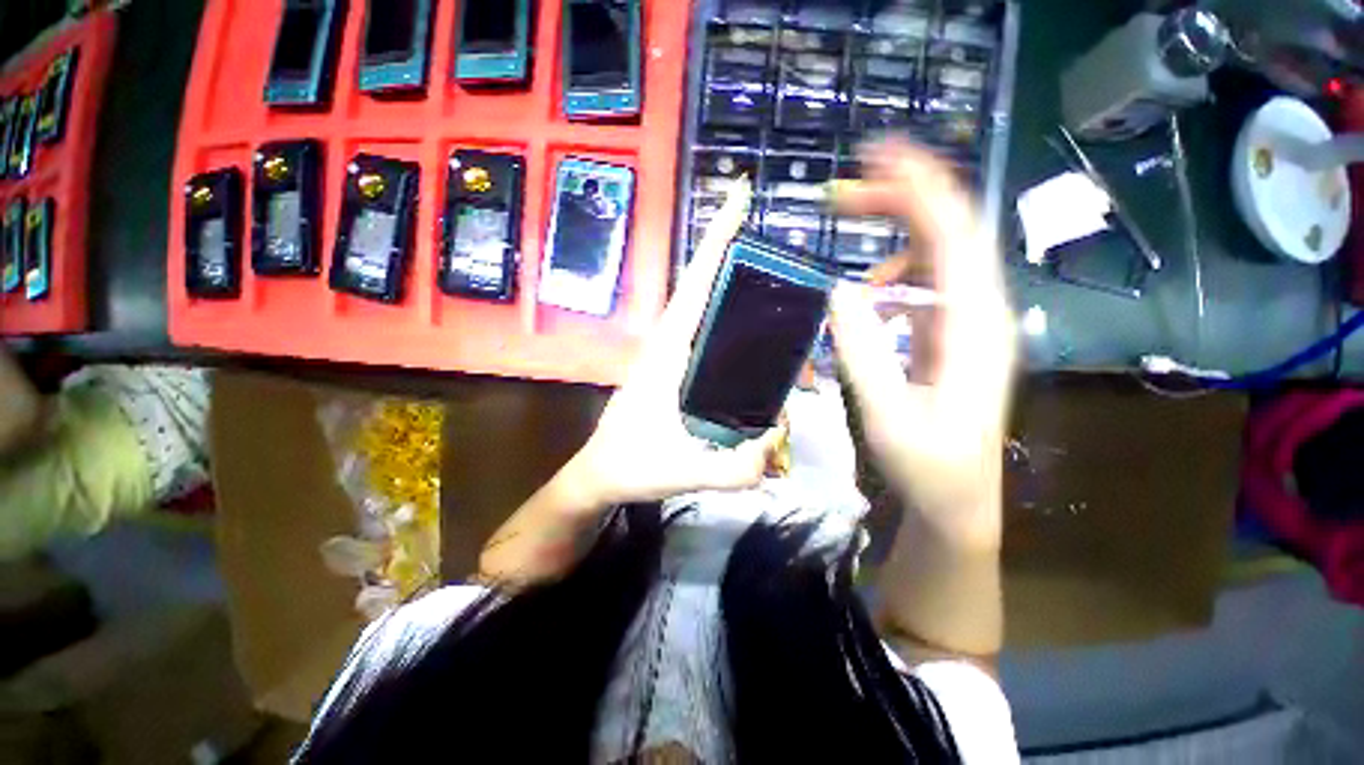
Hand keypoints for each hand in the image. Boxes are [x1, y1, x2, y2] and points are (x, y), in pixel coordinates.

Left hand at [565, 178, 784, 508]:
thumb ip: (732, 469)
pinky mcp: (675, 370)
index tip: (741, 197)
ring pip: (707, 311)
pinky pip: (708, 337)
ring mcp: (671, 356)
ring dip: (738, 294)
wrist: (599, 475)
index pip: (696, 285)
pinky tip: (758, 342)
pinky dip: (732, 326)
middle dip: (736, 258)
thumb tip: (776, 444)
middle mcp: (669, 344)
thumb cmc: (630, 466)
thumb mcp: (681, 471)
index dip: (717, 239)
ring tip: (782, 296)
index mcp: (666, 352)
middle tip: (783, 252)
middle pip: (705, 288)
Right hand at [829, 139, 1015, 549]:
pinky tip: (870, 291)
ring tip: (853, 236)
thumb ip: (864, 352)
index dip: (920, 188)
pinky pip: (927, 284)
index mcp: (975, 326)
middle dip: (900, 200)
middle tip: (845, 193)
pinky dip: (895, 272)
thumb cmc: (929, 465)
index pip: (955, 235)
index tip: (876, 155)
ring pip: (938, 254)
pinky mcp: (950, 335)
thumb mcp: (888, 415)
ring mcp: (967, 322)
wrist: (957, 498)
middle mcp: (980, 312)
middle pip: (949, 232)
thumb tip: (839, 290)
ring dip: (895, 234)